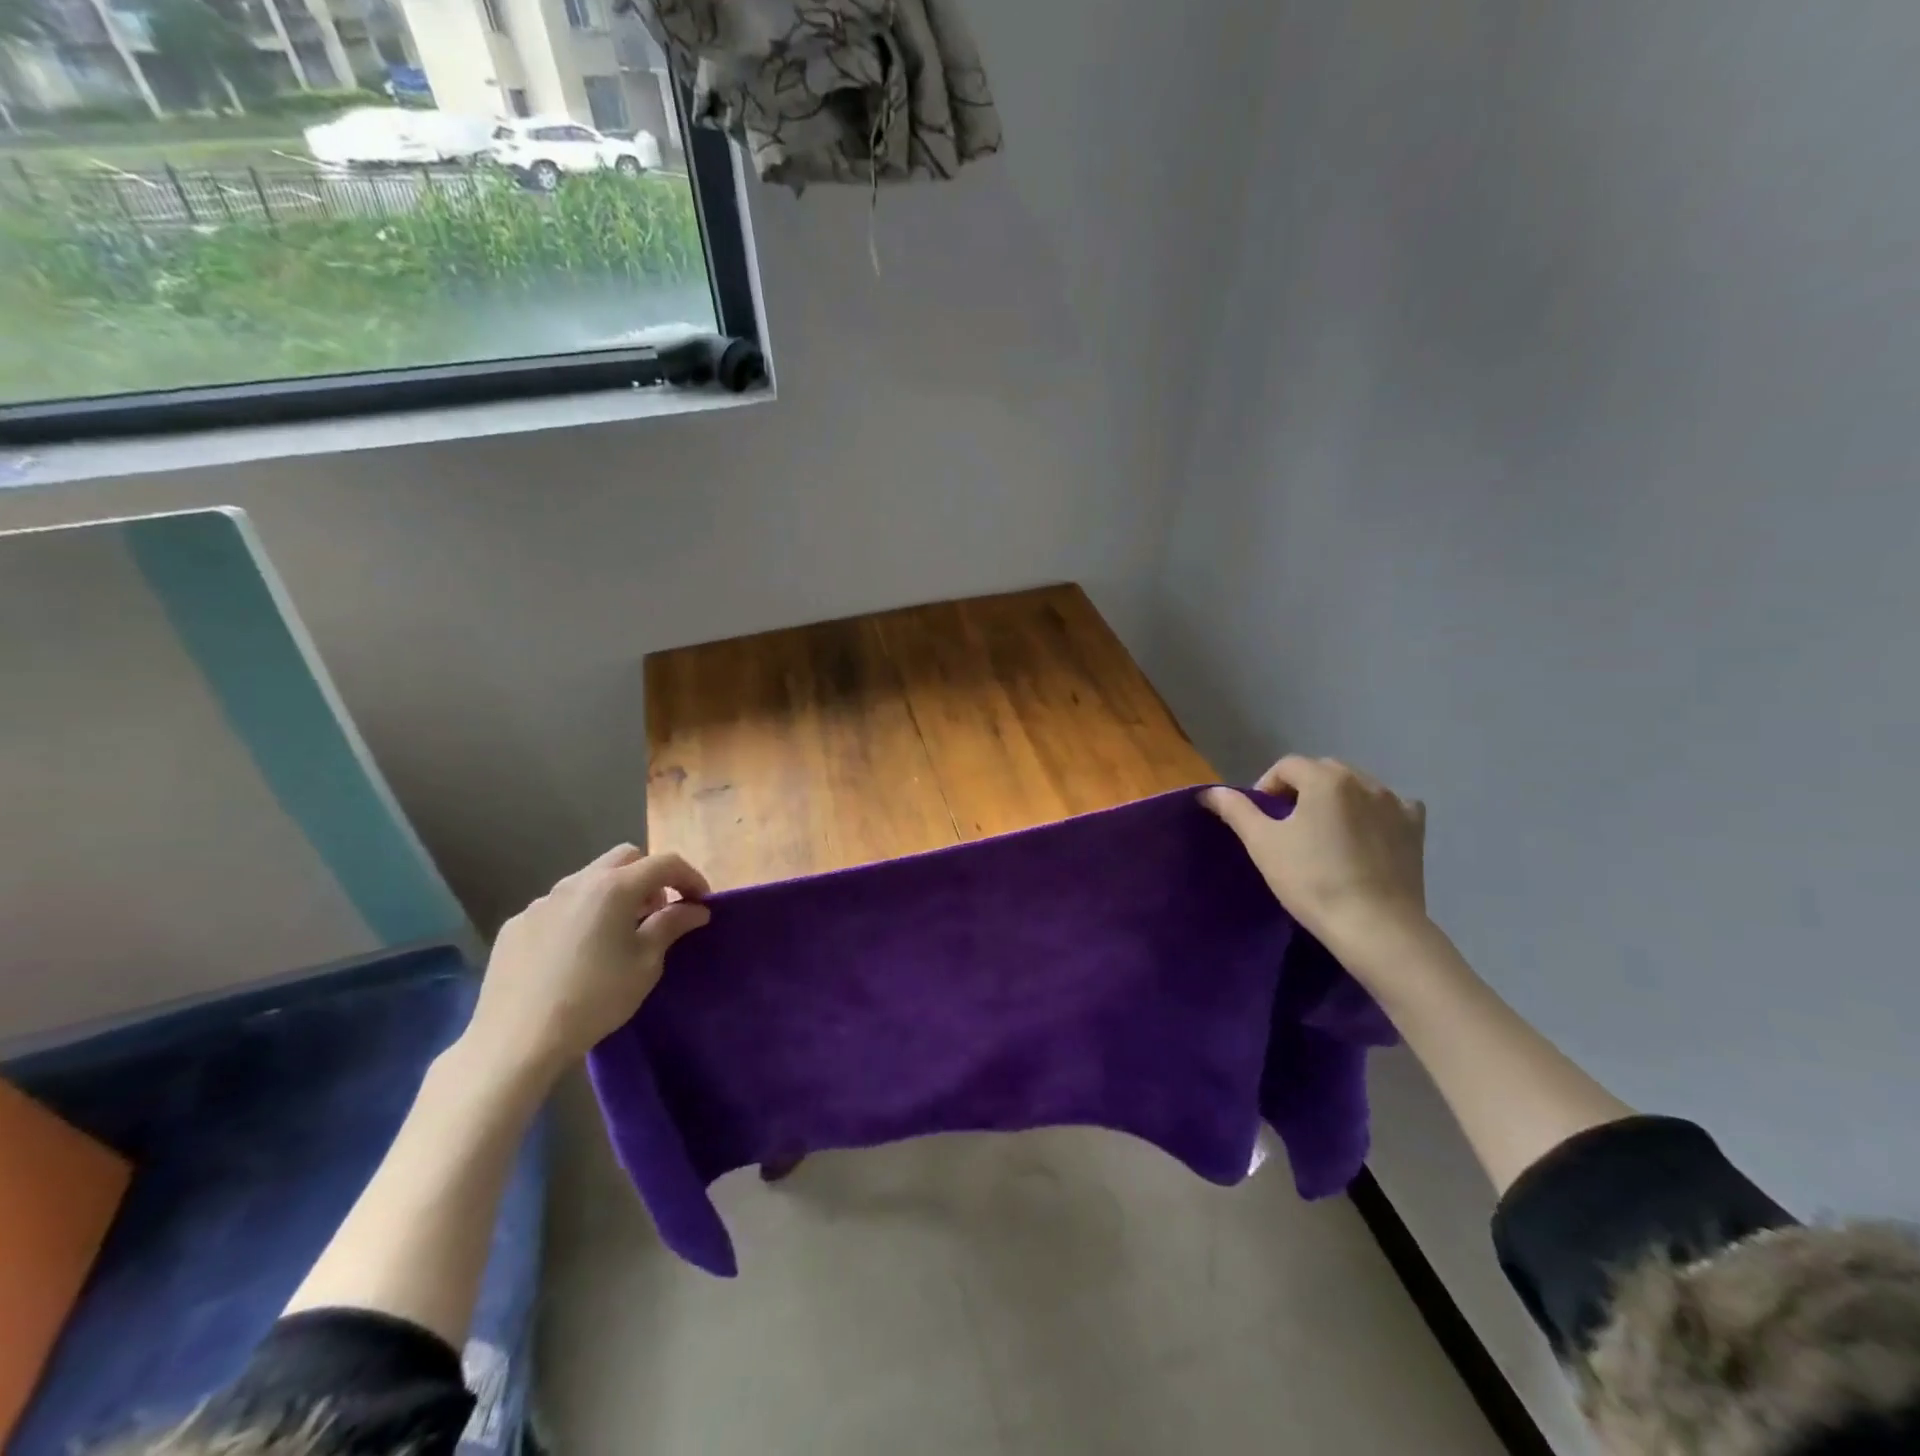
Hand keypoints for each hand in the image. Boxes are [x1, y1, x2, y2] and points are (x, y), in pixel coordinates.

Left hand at [463, 845, 710, 1078]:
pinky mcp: (517, 925)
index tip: (700, 903)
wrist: (516, 1040)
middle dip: (649, 876)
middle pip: (625, 858)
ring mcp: (542, 902)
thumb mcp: (646, 964)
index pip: (665, 863)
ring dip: (613, 894)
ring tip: (616, 934)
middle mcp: (577, 883)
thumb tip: (696, 909)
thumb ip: (672, 925)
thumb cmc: (595, 999)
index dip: (690, 877)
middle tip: (657, 913)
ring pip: (589, 879)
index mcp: (614, 888)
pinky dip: (580, 915)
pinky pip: (559, 906)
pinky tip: (576, 954)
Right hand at [1202, 757, 1427, 955]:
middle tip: (1289, 826)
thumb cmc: (1311, 880)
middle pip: (1323, 771)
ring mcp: (1395, 803)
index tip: (1262, 819)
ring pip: (1356, 787)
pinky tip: (1365, 835)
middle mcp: (1364, 781)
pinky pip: (1390, 806)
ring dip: (1337, 800)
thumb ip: (1236, 810)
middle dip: (1302, 790)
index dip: (1267, 786)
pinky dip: (1373, 813)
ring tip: (1325, 834)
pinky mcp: (1415, 829)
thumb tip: (1210, 791)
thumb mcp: (1263, 844)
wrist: (1374, 927)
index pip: (1287, 766)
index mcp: (1326, 779)